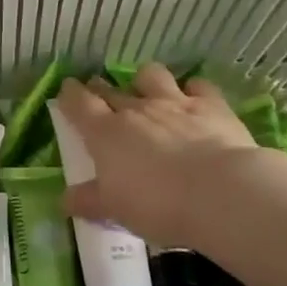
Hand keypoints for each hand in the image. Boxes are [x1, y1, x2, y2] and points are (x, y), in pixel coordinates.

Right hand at [55, 63, 260, 249]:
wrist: (221, 193)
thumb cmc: (158, 204)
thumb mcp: (114, 210)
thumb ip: (88, 201)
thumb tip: (65, 200)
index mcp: (105, 133)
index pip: (78, 104)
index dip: (69, 95)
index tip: (66, 91)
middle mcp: (136, 110)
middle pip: (111, 90)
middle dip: (100, 88)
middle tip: (98, 91)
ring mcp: (174, 103)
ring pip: (151, 75)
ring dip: (144, 79)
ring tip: (146, 89)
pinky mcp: (212, 106)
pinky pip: (198, 85)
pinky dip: (193, 89)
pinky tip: (194, 97)